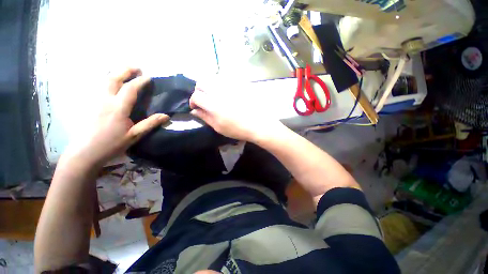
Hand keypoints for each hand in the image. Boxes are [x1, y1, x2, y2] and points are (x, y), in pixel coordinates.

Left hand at [66, 68, 168, 166]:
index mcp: (118, 108)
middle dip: (126, 70)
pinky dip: (105, 80)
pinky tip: (110, 82)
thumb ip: (150, 123)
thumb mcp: (134, 135)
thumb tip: (166, 116)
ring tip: (124, 71)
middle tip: (136, 68)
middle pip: (114, 78)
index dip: (140, 81)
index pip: (130, 89)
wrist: (85, 151)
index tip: (148, 77)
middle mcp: (105, 100)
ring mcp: (94, 100)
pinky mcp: (88, 104)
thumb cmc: (111, 144)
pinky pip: (97, 86)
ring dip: (115, 73)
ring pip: (103, 80)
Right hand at [189, 87, 282, 141]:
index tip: (196, 107)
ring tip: (214, 97)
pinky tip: (225, 94)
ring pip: (213, 79)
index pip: (196, 96)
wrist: (258, 124)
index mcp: (213, 104)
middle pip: (201, 82)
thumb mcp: (219, 127)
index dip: (193, 101)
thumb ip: (205, 117)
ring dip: (209, 87)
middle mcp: (219, 92)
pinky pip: (225, 80)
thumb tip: (195, 111)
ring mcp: (230, 87)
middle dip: (199, 91)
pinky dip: (220, 85)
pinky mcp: (238, 85)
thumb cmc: (237, 129)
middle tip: (204, 100)